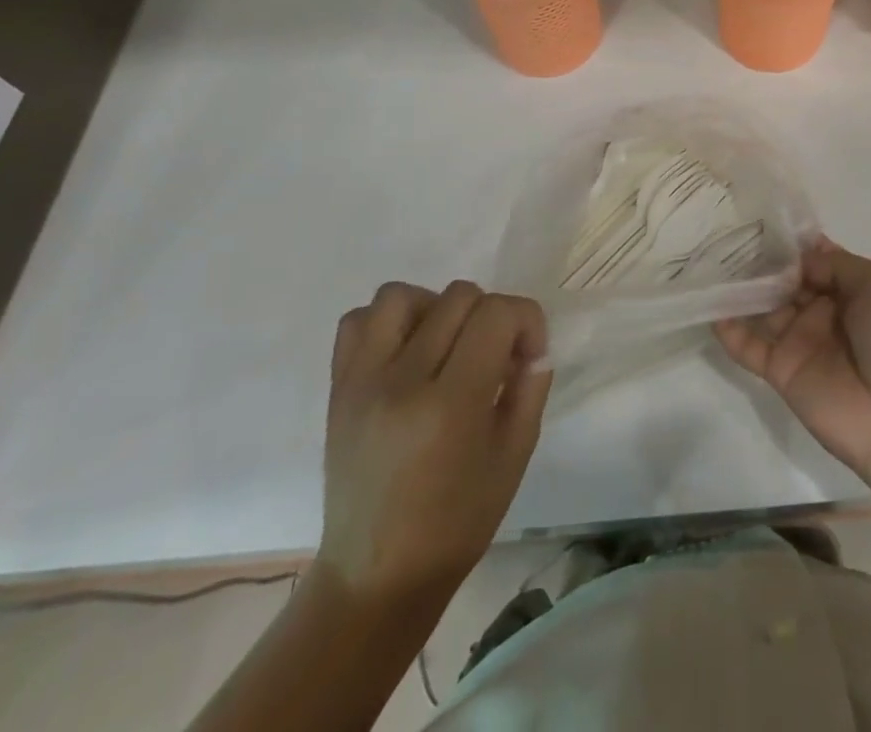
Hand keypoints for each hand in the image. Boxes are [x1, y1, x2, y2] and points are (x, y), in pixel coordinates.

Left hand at [317, 281, 550, 607]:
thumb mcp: (515, 455)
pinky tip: (407, 352)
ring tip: (446, 346)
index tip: (528, 356)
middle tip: (494, 358)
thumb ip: (531, 388)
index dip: (527, 321)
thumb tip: (532, 347)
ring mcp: (362, 381)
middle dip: (491, 317)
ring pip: (403, 294)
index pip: (497, 313)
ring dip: (436, 308)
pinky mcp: (337, 387)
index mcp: (451, 404)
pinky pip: (358, 319)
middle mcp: (402, 381)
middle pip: (459, 297)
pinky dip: (388, 322)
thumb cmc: (457, 522)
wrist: (376, 575)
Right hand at [714, 239, 870, 482]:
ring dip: (742, 289)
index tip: (761, 221)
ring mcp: (802, 342)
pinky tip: (711, 307)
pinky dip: (729, 329)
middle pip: (786, 281)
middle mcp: (825, 312)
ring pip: (765, 308)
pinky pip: (750, 347)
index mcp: (854, 291)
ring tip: (711, 262)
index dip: (793, 244)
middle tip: (727, 234)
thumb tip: (801, 256)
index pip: (815, 260)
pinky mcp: (782, 372)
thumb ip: (837, 264)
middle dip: (762, 261)